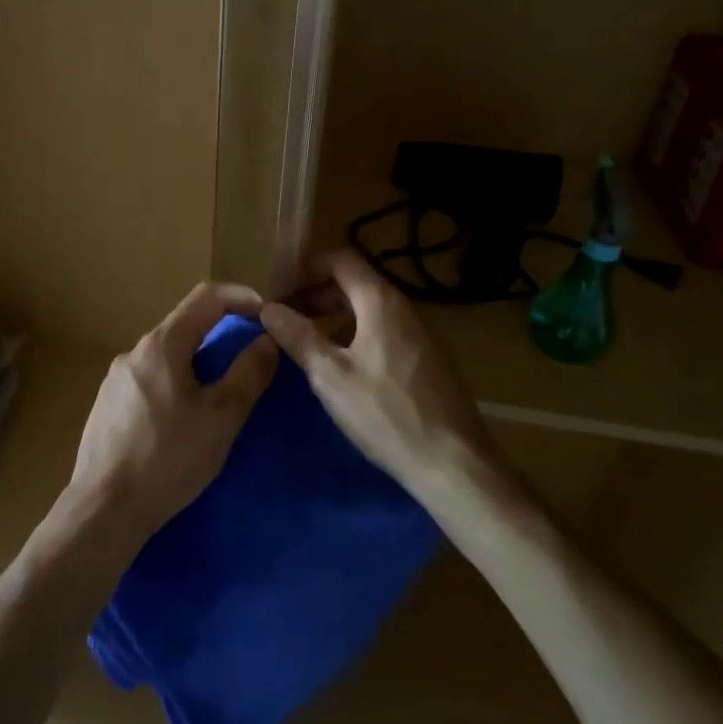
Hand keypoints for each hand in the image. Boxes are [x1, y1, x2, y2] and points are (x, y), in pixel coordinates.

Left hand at [66, 283, 278, 547]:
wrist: (103, 510)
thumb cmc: (168, 458)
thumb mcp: (221, 418)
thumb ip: (249, 373)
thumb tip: (268, 339)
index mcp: (162, 344)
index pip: (206, 297)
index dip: (241, 297)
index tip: (266, 315)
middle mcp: (134, 352)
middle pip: (184, 325)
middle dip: (221, 333)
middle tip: (249, 358)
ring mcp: (115, 379)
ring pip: (165, 355)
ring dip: (197, 362)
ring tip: (218, 395)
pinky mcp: (106, 406)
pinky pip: (148, 380)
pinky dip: (174, 384)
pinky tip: (180, 421)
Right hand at [260, 249, 500, 497]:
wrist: (453, 464)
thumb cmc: (386, 413)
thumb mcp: (330, 376)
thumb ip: (298, 336)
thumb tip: (268, 308)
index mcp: (380, 301)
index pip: (340, 259)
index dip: (307, 266)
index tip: (279, 288)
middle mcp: (404, 307)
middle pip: (354, 282)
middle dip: (316, 292)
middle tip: (285, 316)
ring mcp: (420, 333)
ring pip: (369, 308)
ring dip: (334, 314)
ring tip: (306, 339)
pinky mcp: (427, 359)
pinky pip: (384, 329)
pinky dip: (355, 332)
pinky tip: (341, 364)